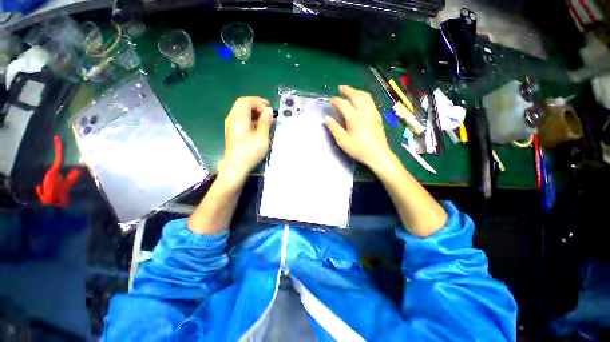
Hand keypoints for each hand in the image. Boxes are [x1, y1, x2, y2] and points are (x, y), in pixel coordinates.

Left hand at [221, 96, 272, 180]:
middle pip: (242, 103)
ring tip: (263, 116)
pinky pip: (239, 117)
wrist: (236, 166)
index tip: (268, 109)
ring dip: (252, 110)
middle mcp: (232, 118)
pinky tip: (256, 124)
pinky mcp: (231, 131)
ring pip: (240, 110)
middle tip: (266, 109)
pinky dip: (248, 116)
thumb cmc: (250, 152)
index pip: (247, 101)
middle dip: (255, 104)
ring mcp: (230, 124)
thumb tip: (268, 110)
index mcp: (239, 117)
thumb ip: (265, 122)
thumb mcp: (262, 137)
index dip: (258, 102)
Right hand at [325, 86, 392, 166]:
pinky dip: (364, 97)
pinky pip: (371, 101)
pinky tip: (362, 101)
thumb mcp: (343, 141)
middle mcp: (365, 112)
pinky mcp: (378, 117)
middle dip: (348, 90)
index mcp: (355, 118)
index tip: (331, 100)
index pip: (344, 104)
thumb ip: (334, 128)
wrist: (378, 155)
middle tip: (341, 88)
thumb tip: (327, 117)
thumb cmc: (359, 149)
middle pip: (356, 96)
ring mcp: (373, 113)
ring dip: (357, 91)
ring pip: (366, 96)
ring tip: (351, 91)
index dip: (337, 101)